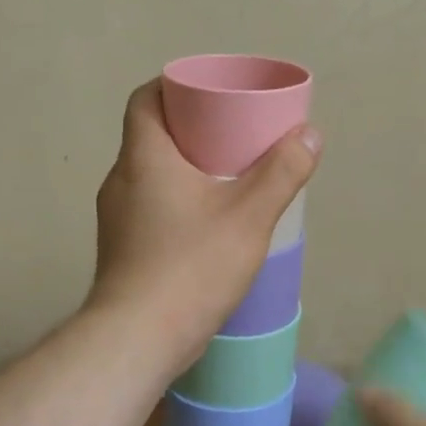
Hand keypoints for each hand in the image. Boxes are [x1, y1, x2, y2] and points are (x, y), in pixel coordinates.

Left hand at [88, 79, 320, 372]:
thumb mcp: (249, 215)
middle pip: (152, 134)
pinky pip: (150, 205)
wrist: (137, 339)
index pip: (146, 98)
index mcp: (144, 157)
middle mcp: (121, 179)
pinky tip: (209, 221)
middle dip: (191, 127)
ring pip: (151, 173)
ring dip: (185, 167)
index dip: (175, 86)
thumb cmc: (191, 265)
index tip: (211, 92)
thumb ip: (282, 172)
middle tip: (233, 132)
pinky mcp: (122, 247)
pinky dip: (177, 199)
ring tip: (228, 175)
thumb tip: (309, 134)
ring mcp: (116, 217)